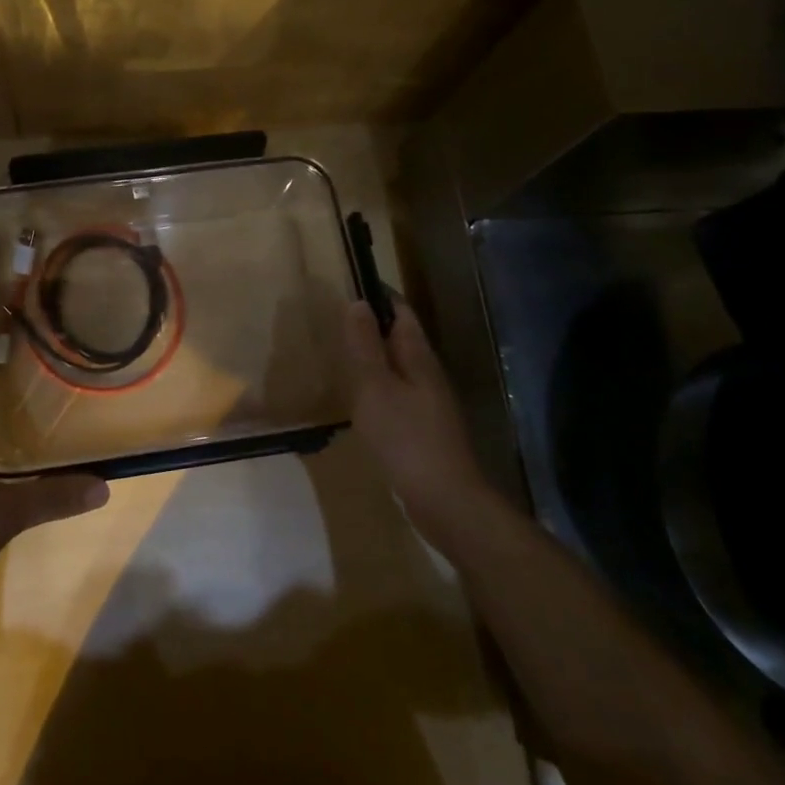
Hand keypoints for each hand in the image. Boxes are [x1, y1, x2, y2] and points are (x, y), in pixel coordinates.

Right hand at [344, 299, 482, 532]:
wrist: (446, 501)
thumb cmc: (406, 437)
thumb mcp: (375, 387)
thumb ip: (364, 346)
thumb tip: (357, 302)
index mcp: (418, 357)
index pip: (401, 312)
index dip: (379, 295)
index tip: (352, 283)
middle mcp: (428, 374)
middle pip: (402, 338)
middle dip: (374, 324)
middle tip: (337, 317)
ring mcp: (429, 403)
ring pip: (399, 367)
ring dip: (375, 356)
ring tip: (343, 353)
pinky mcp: (424, 429)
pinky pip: (398, 394)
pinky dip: (378, 386)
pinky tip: (360, 399)